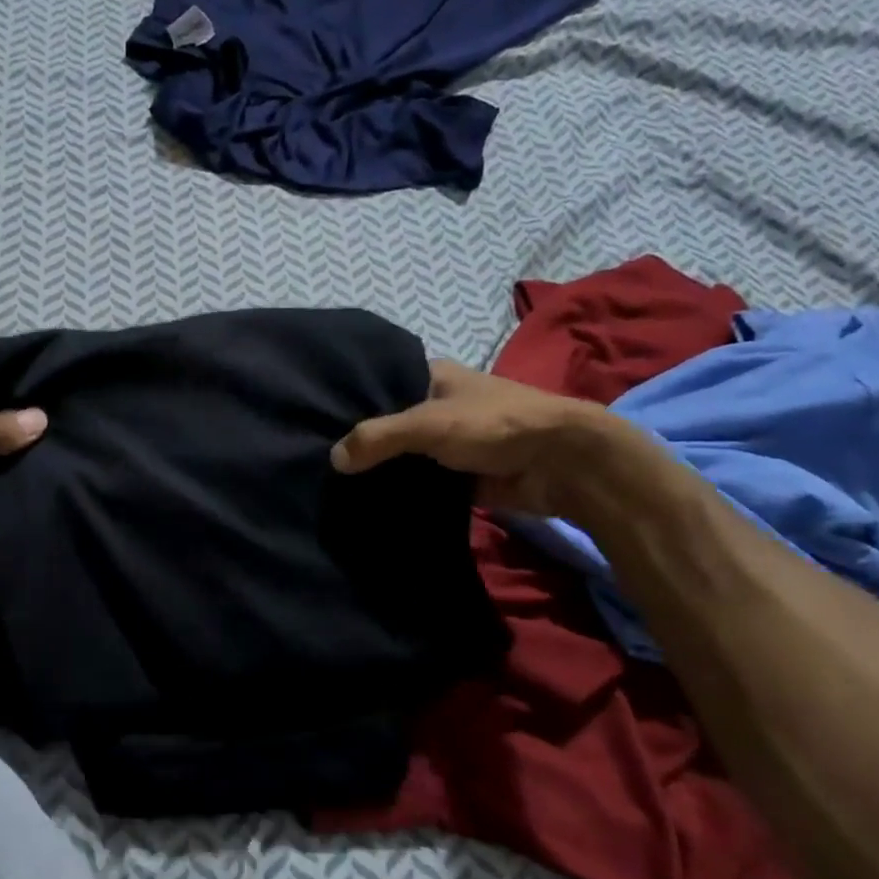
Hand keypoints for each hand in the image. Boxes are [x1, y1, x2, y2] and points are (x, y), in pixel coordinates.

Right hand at [330, 359, 617, 515]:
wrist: (562, 464)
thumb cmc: (495, 424)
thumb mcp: (428, 424)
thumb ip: (378, 438)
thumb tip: (333, 459)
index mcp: (432, 376)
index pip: (379, 383)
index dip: (350, 400)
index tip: (315, 419)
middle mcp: (438, 405)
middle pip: (388, 423)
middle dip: (360, 441)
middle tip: (316, 457)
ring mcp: (448, 443)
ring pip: (402, 456)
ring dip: (379, 470)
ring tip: (332, 484)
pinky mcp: (458, 475)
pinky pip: (419, 483)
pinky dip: (400, 491)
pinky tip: (367, 502)